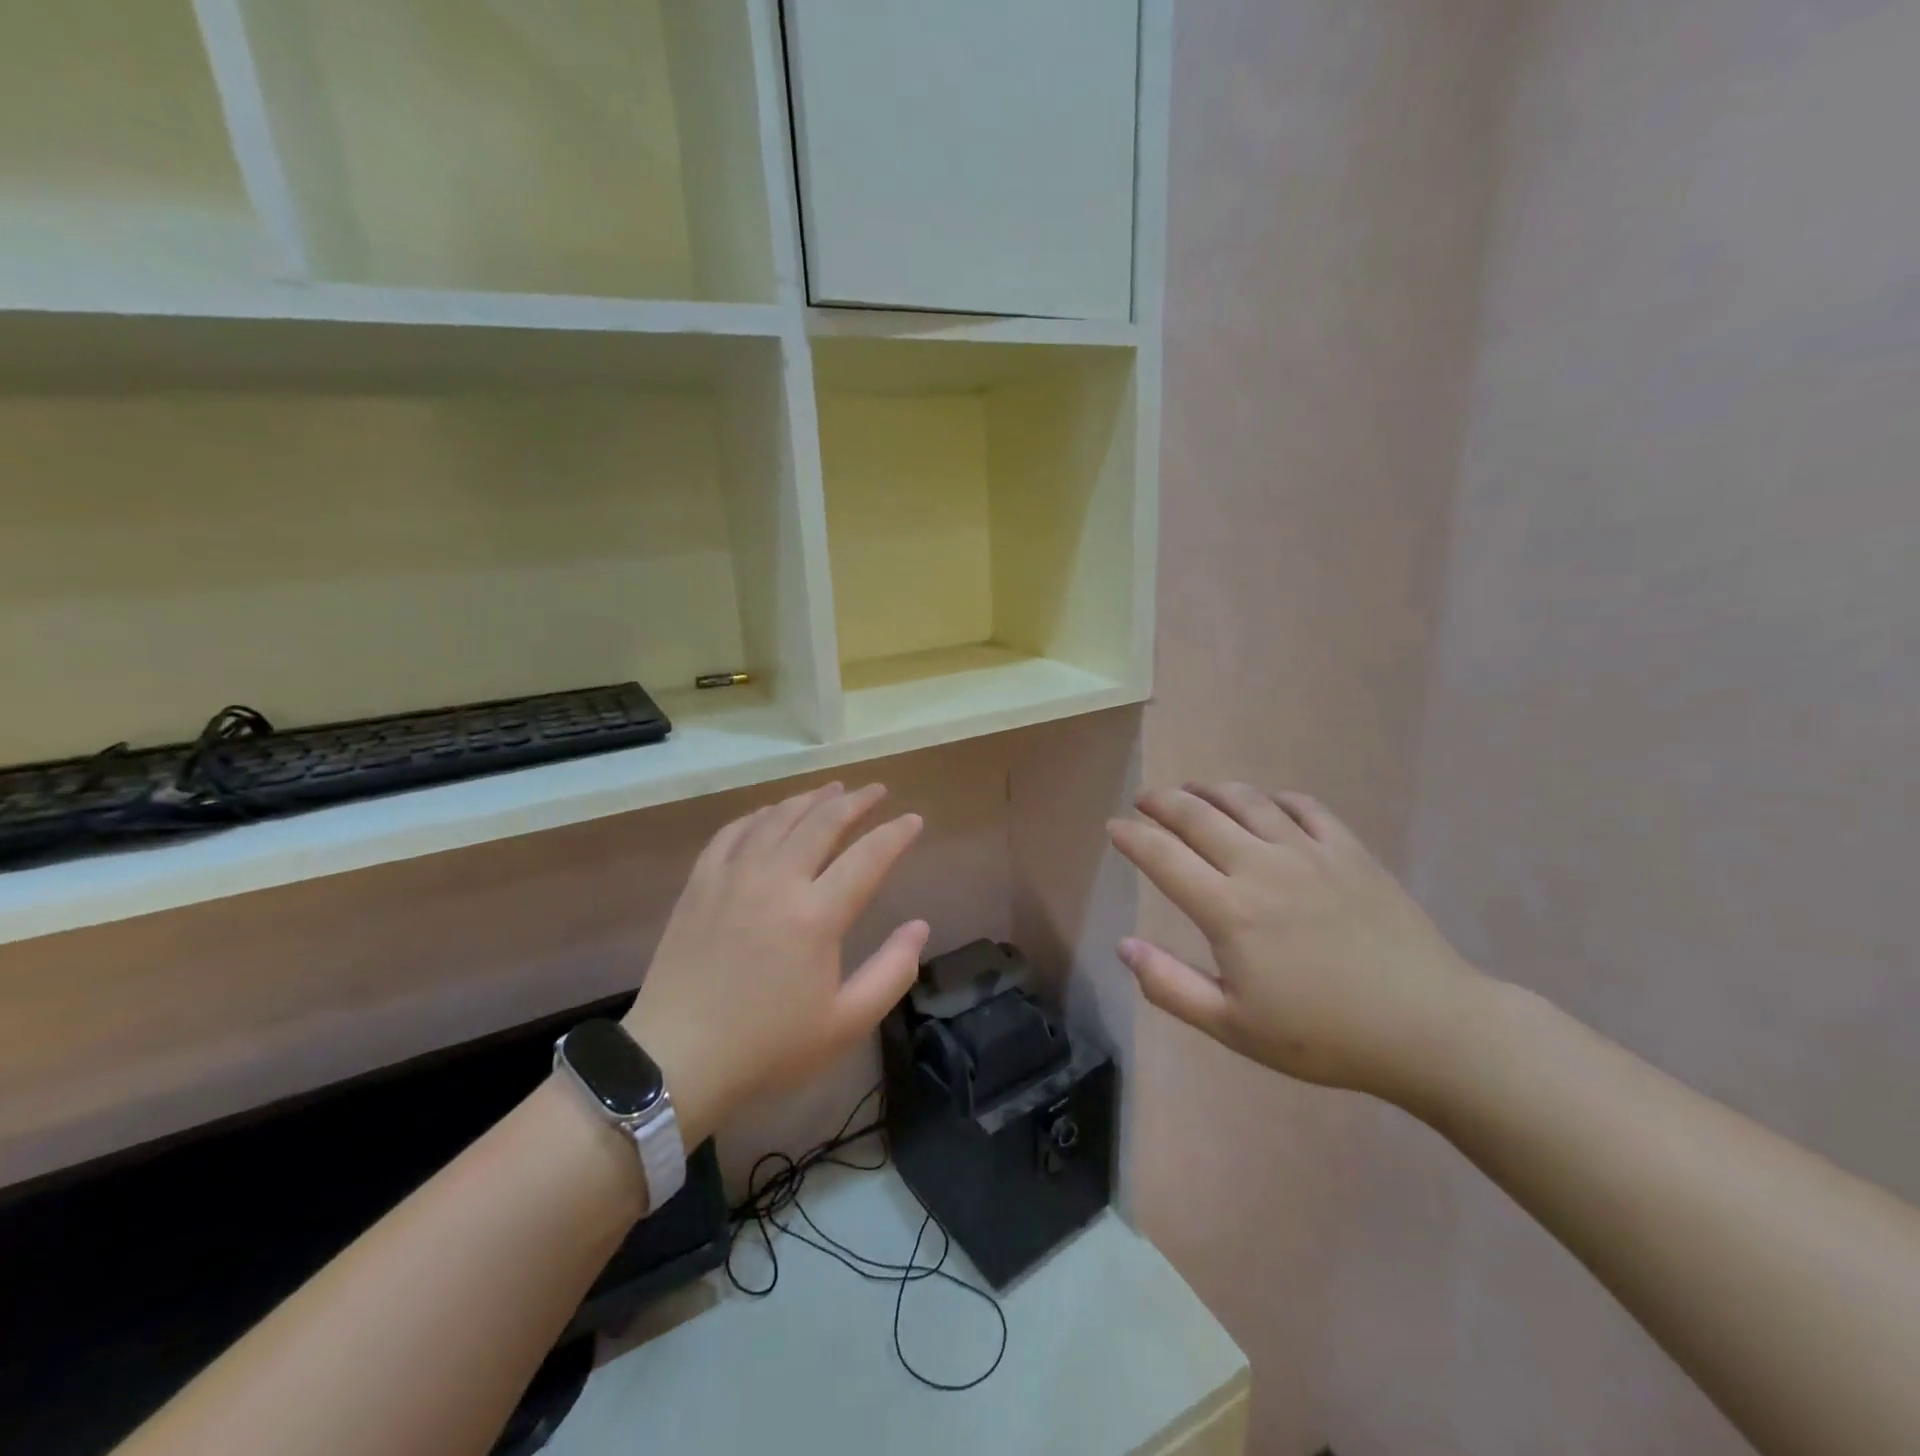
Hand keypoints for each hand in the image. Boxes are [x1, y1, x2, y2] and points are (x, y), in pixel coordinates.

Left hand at [623, 783, 928, 1147]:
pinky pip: (733, 832)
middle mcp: (776, 881)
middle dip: (856, 801)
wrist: (675, 1059)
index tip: (914, 820)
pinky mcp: (700, 883)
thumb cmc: (767, 1047)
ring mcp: (733, 877)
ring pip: (778, 818)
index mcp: (816, 916)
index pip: (868, 857)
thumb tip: (919, 926)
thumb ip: (892, 972)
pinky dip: (759, 815)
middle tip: (876, 791)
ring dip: (810, 799)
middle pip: (822, 823)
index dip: (896, 834)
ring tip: (833, 789)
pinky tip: (771, 813)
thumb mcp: (845, 1024)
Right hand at [1108, 784, 1487, 1103]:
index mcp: (1229, 910)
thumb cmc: (1323, 1036)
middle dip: (1162, 802)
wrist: (1428, 1028)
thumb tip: (1124, 946)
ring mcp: (1309, 852)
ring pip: (1247, 800)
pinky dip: (1273, 798)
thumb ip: (1170, 986)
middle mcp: (1262, 866)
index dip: (1132, 837)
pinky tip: (1265, 805)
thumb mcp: (1234, 1027)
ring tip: (1192, 791)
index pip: (1163, 856)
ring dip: (1210, 790)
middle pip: (1198, 816)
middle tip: (1144, 800)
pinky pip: (1303, 806)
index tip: (1113, 827)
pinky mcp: (1349, 850)